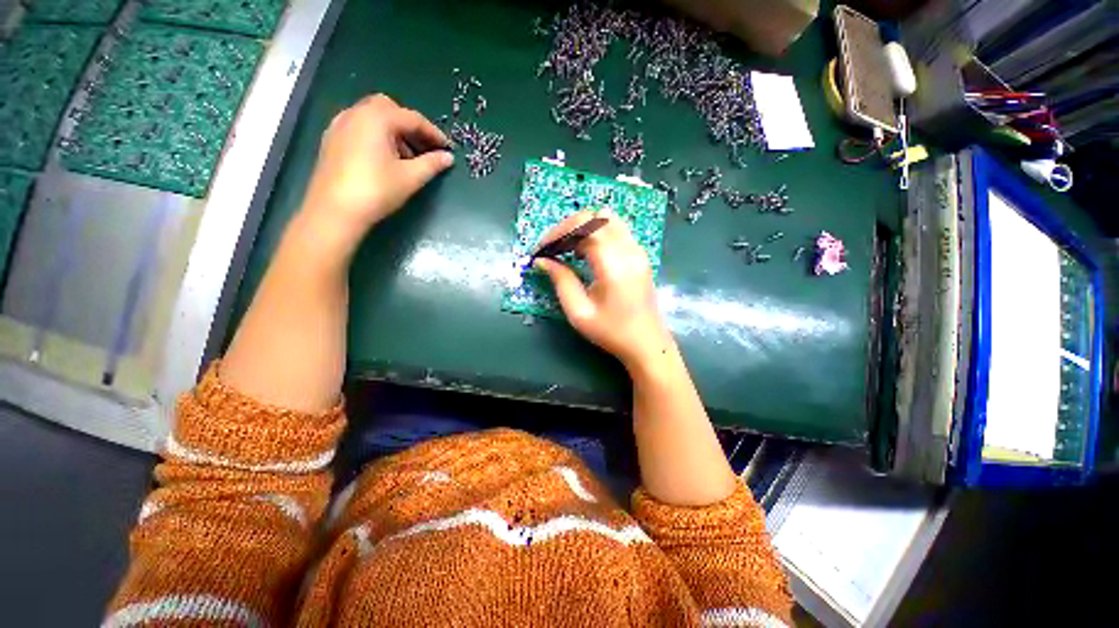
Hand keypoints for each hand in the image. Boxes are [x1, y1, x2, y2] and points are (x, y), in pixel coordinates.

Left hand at [298, 94, 453, 255]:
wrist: (335, 210)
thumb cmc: (377, 190)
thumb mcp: (411, 177)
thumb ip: (432, 164)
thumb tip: (448, 157)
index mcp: (377, 118)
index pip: (412, 118)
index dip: (433, 132)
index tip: (447, 147)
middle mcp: (356, 113)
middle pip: (389, 109)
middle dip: (410, 126)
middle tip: (425, 147)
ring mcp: (340, 125)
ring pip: (373, 117)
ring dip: (394, 131)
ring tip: (407, 157)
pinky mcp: (332, 139)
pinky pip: (360, 127)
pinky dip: (377, 135)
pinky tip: (385, 159)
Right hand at [534, 210, 671, 369]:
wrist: (647, 344)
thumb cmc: (612, 332)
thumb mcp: (579, 312)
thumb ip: (561, 281)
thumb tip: (542, 261)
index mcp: (614, 265)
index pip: (584, 228)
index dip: (558, 233)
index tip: (542, 250)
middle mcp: (629, 250)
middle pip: (596, 216)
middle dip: (569, 227)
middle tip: (553, 247)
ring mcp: (638, 250)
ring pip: (608, 218)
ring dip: (584, 227)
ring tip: (569, 249)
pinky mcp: (640, 254)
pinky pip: (616, 229)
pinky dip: (597, 232)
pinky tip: (587, 252)